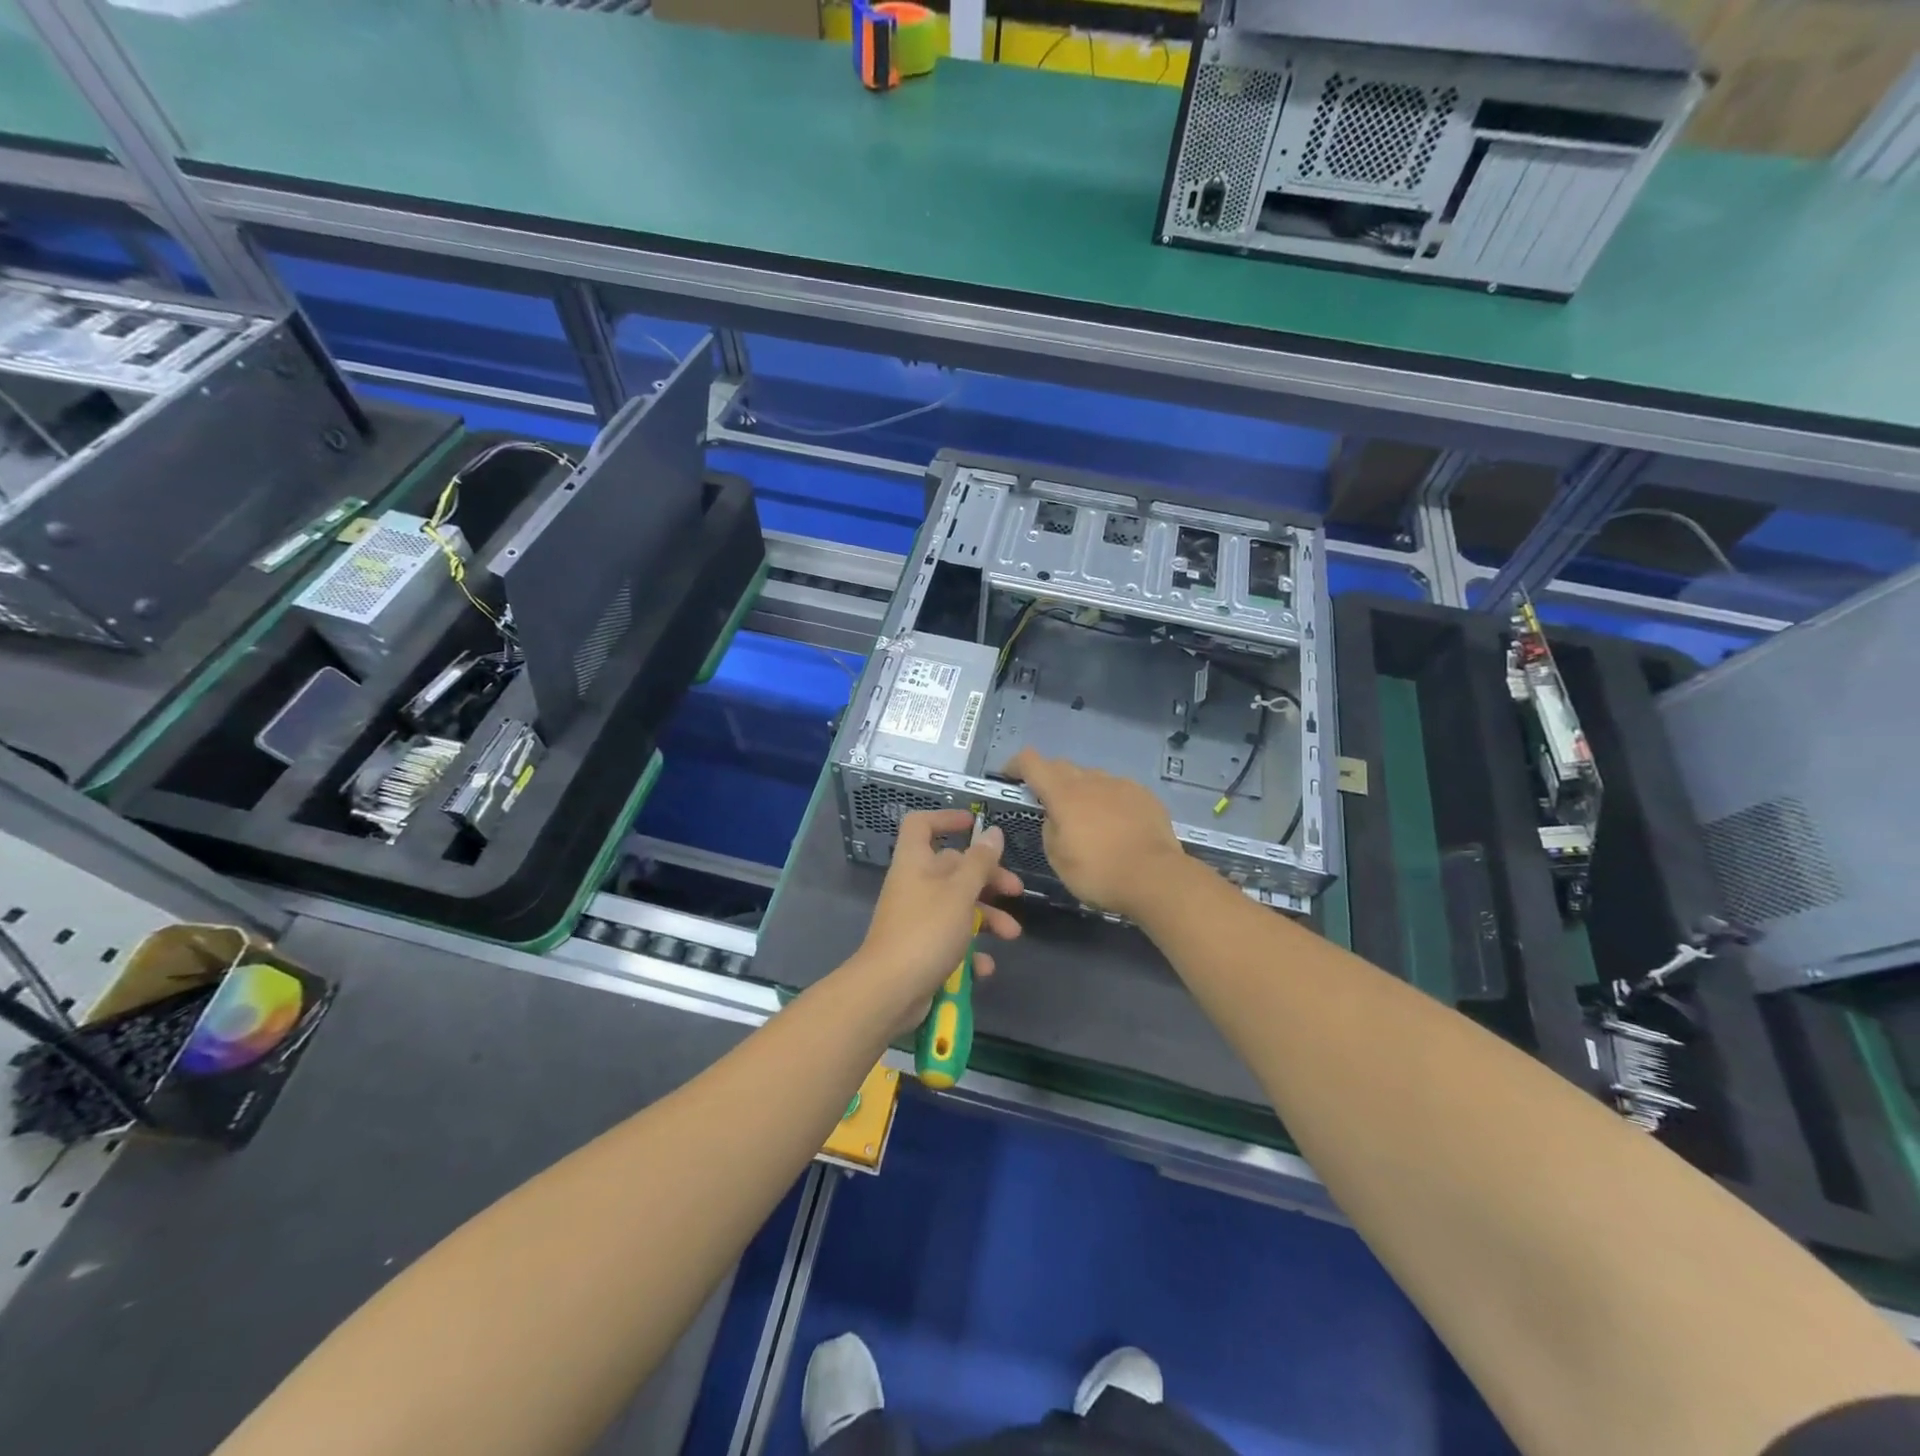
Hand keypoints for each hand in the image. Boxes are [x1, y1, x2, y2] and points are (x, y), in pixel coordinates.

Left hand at [853, 810, 1022, 1020]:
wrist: (889, 991)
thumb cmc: (926, 931)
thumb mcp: (960, 892)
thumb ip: (980, 862)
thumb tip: (993, 832)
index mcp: (916, 862)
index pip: (922, 824)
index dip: (946, 818)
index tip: (975, 824)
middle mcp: (914, 885)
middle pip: (952, 868)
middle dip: (988, 879)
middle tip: (1015, 891)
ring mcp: (917, 918)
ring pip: (958, 906)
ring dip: (987, 918)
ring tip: (1012, 935)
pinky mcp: (921, 948)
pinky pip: (951, 940)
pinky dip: (971, 951)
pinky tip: (986, 967)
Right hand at [1004, 750, 1186, 919]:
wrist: (1156, 877)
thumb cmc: (1098, 872)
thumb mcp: (1058, 858)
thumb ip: (1050, 829)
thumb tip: (1056, 817)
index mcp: (1064, 793)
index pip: (1032, 763)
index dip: (1016, 764)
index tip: (1010, 774)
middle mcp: (1091, 780)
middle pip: (1063, 767)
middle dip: (1050, 779)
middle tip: (1048, 803)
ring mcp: (1121, 785)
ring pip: (1092, 779)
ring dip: (1082, 792)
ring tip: (1087, 820)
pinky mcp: (1145, 796)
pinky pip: (1118, 791)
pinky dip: (1109, 802)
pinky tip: (1116, 826)